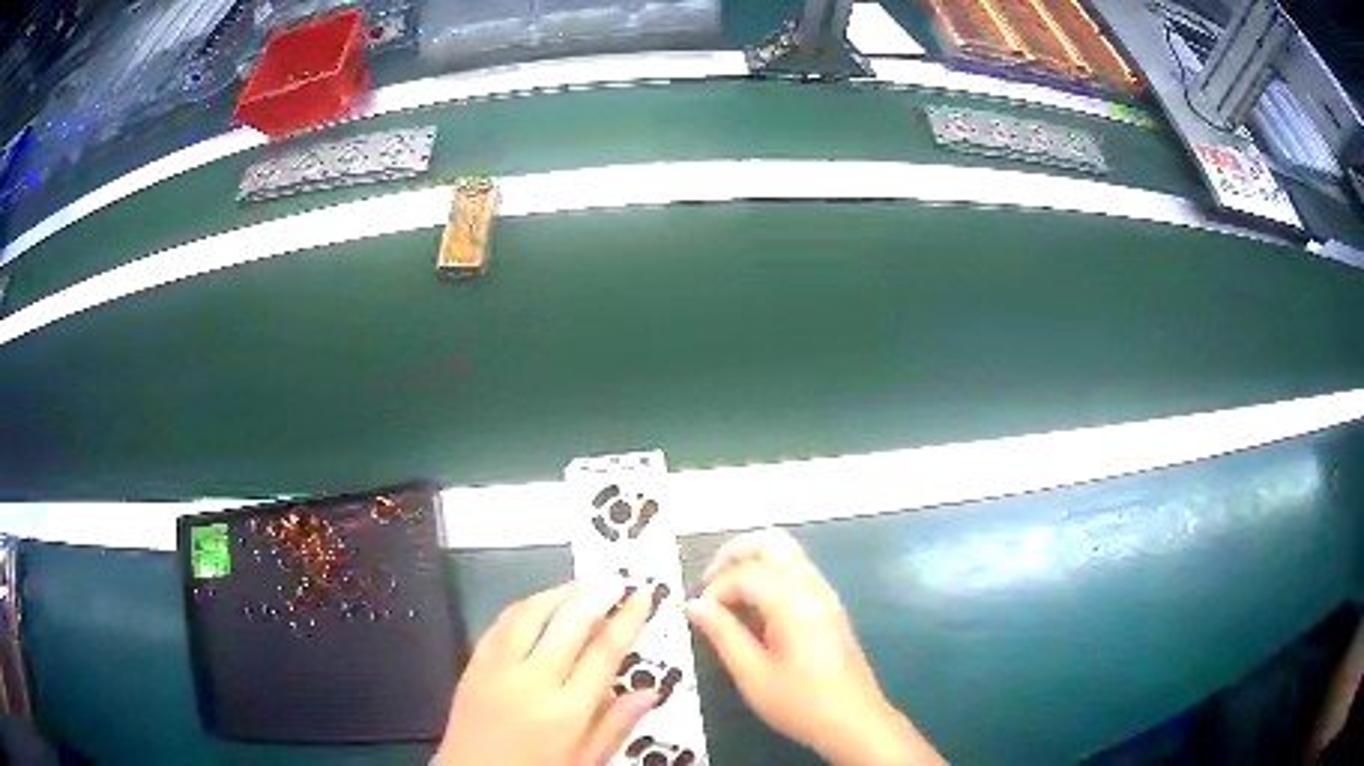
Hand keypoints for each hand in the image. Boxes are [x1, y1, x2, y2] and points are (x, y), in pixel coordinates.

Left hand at [434, 580, 656, 765]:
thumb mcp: (585, 760)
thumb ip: (616, 724)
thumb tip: (652, 692)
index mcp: (567, 710)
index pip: (604, 653)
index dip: (626, 620)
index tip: (643, 597)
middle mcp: (533, 681)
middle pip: (569, 624)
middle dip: (597, 595)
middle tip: (619, 578)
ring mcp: (498, 668)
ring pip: (532, 614)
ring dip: (561, 592)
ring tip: (586, 582)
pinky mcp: (474, 663)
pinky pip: (500, 623)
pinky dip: (525, 605)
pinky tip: (541, 600)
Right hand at [686, 529, 944, 765]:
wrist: (854, 720)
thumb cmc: (800, 703)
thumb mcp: (752, 674)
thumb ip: (723, 634)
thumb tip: (695, 605)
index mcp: (793, 600)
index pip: (745, 573)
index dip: (716, 589)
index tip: (700, 616)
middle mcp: (812, 586)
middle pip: (771, 543)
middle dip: (734, 555)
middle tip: (710, 585)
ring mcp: (825, 594)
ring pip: (786, 554)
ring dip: (752, 563)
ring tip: (727, 597)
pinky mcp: (830, 606)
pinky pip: (797, 572)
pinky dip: (770, 575)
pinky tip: (754, 609)